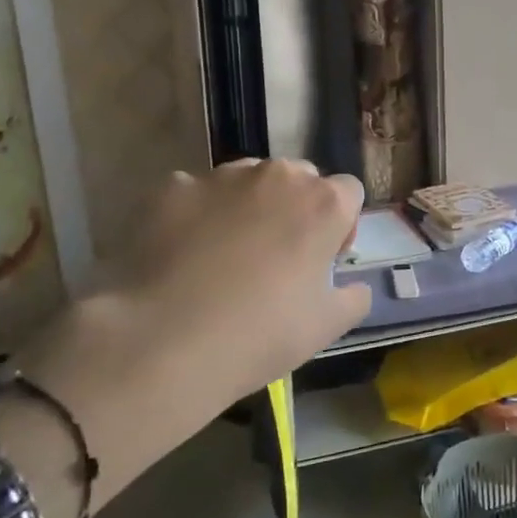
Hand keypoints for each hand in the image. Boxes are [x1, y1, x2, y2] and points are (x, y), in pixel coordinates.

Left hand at [24, 160, 370, 498]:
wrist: (163, 341)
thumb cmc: (261, 333)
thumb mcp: (327, 327)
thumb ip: (354, 297)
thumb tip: (354, 286)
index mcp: (323, 204)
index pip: (349, 192)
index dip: (341, 224)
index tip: (324, 259)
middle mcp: (277, 176)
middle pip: (300, 178)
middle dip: (296, 207)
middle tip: (278, 255)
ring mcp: (221, 177)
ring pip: (248, 179)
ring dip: (250, 205)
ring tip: (227, 253)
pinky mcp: (173, 188)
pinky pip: (198, 193)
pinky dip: (199, 214)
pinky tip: (185, 254)